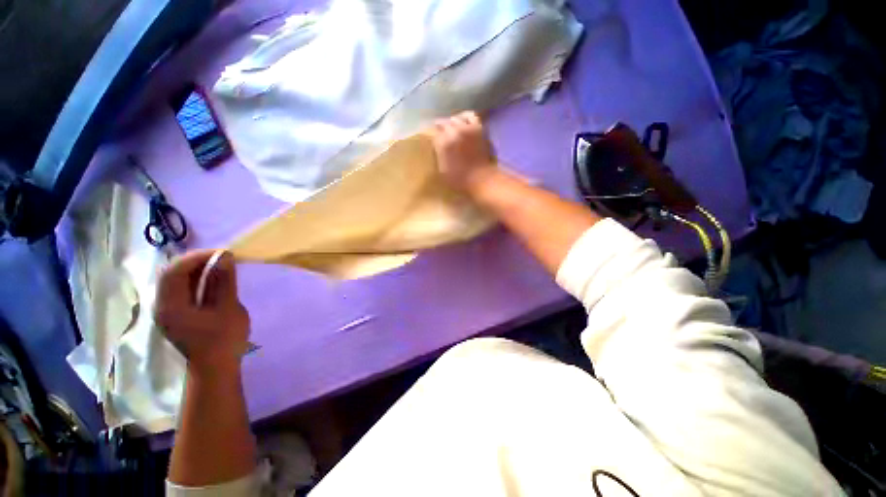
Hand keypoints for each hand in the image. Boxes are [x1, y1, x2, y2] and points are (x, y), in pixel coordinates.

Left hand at [155, 250, 249, 371]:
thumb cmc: (224, 340)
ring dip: (196, 268)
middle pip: (171, 273)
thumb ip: (224, 282)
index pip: (175, 271)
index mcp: (171, 306)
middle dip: (196, 260)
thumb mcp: (228, 309)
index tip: (222, 252)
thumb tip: (225, 257)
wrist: (215, 367)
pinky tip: (211, 277)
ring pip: (175, 279)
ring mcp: (166, 309)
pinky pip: (180, 288)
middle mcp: (162, 305)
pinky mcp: (174, 312)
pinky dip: (195, 278)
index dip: (197, 257)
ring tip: (219, 264)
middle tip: (221, 256)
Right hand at [429, 111, 497, 191]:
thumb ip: (439, 155)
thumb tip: (438, 147)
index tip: (432, 140)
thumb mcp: (442, 171)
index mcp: (443, 143)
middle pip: (443, 123)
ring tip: (451, 127)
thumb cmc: (460, 179)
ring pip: (455, 118)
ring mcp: (467, 128)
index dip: (432, 137)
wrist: (482, 178)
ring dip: (451, 122)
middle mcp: (454, 132)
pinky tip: (464, 122)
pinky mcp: (478, 128)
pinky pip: (470, 116)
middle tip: (439, 133)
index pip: (433, 134)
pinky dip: (465, 117)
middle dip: (440, 128)